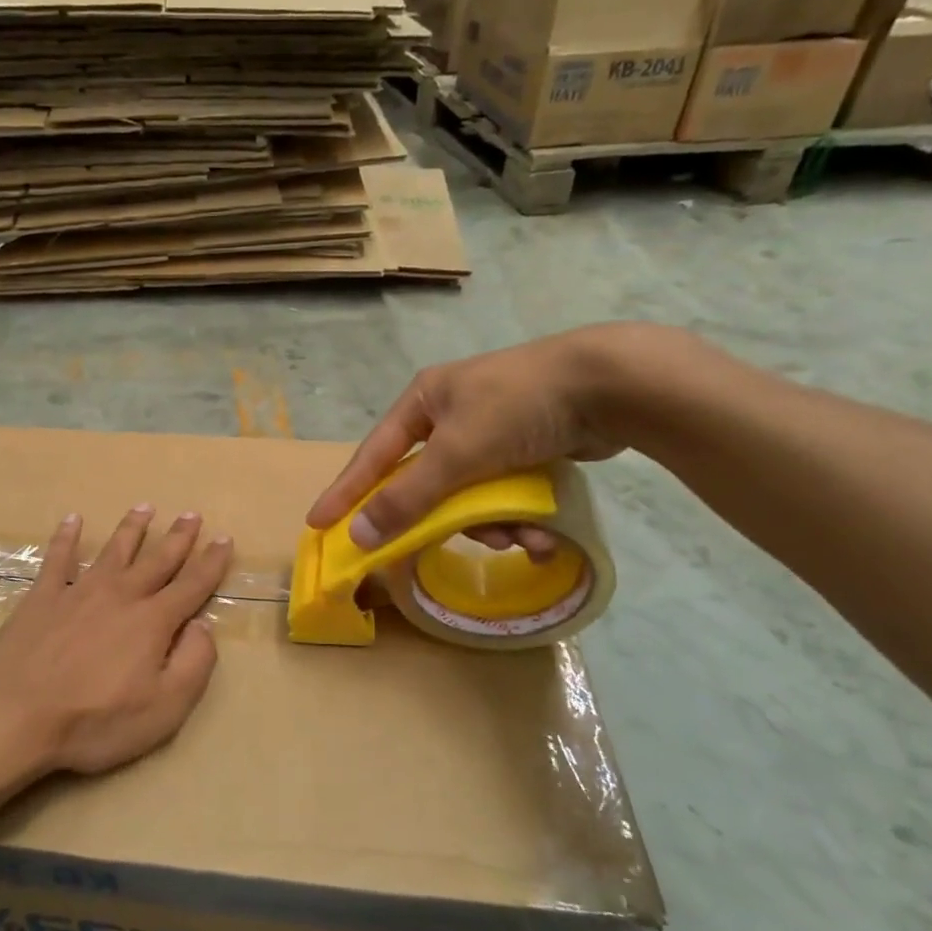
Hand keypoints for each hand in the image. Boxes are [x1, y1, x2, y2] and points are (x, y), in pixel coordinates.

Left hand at [0, 507, 233, 775]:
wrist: (17, 716)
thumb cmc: (95, 721)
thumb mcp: (164, 708)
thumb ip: (193, 664)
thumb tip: (203, 626)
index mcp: (153, 622)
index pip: (192, 585)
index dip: (211, 562)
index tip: (225, 539)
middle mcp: (121, 596)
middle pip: (156, 560)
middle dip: (178, 537)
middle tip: (192, 514)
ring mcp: (79, 591)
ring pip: (113, 551)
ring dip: (131, 528)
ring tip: (144, 507)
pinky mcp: (42, 597)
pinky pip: (58, 558)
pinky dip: (66, 537)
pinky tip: (72, 520)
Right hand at [308, 326, 640, 551]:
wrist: (612, 385)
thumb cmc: (519, 407)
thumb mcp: (457, 454)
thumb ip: (407, 497)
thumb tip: (358, 535)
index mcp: (424, 402)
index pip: (373, 455)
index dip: (346, 492)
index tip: (319, 524)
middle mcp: (451, 414)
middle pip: (426, 483)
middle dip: (445, 519)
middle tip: (442, 546)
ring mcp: (492, 431)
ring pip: (470, 496)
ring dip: (491, 525)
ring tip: (519, 538)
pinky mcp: (528, 448)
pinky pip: (505, 494)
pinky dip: (519, 517)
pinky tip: (542, 536)